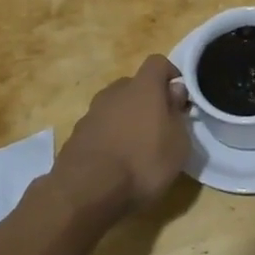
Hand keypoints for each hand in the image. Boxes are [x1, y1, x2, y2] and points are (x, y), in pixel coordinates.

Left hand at [54, 55, 192, 221]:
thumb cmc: (142, 163)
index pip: (158, 62)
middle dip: (147, 100)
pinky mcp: (75, 136)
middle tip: (158, 127)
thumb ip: (178, 113)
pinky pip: (99, 128)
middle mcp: (115, 92)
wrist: (85, 192)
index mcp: (143, 87)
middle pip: (134, 85)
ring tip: (135, 148)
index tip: (179, 98)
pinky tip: (114, 163)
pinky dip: (108, 137)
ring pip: (115, 107)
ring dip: (126, 120)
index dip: (170, 75)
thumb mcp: (178, 143)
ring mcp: (92, 113)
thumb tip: (175, 92)